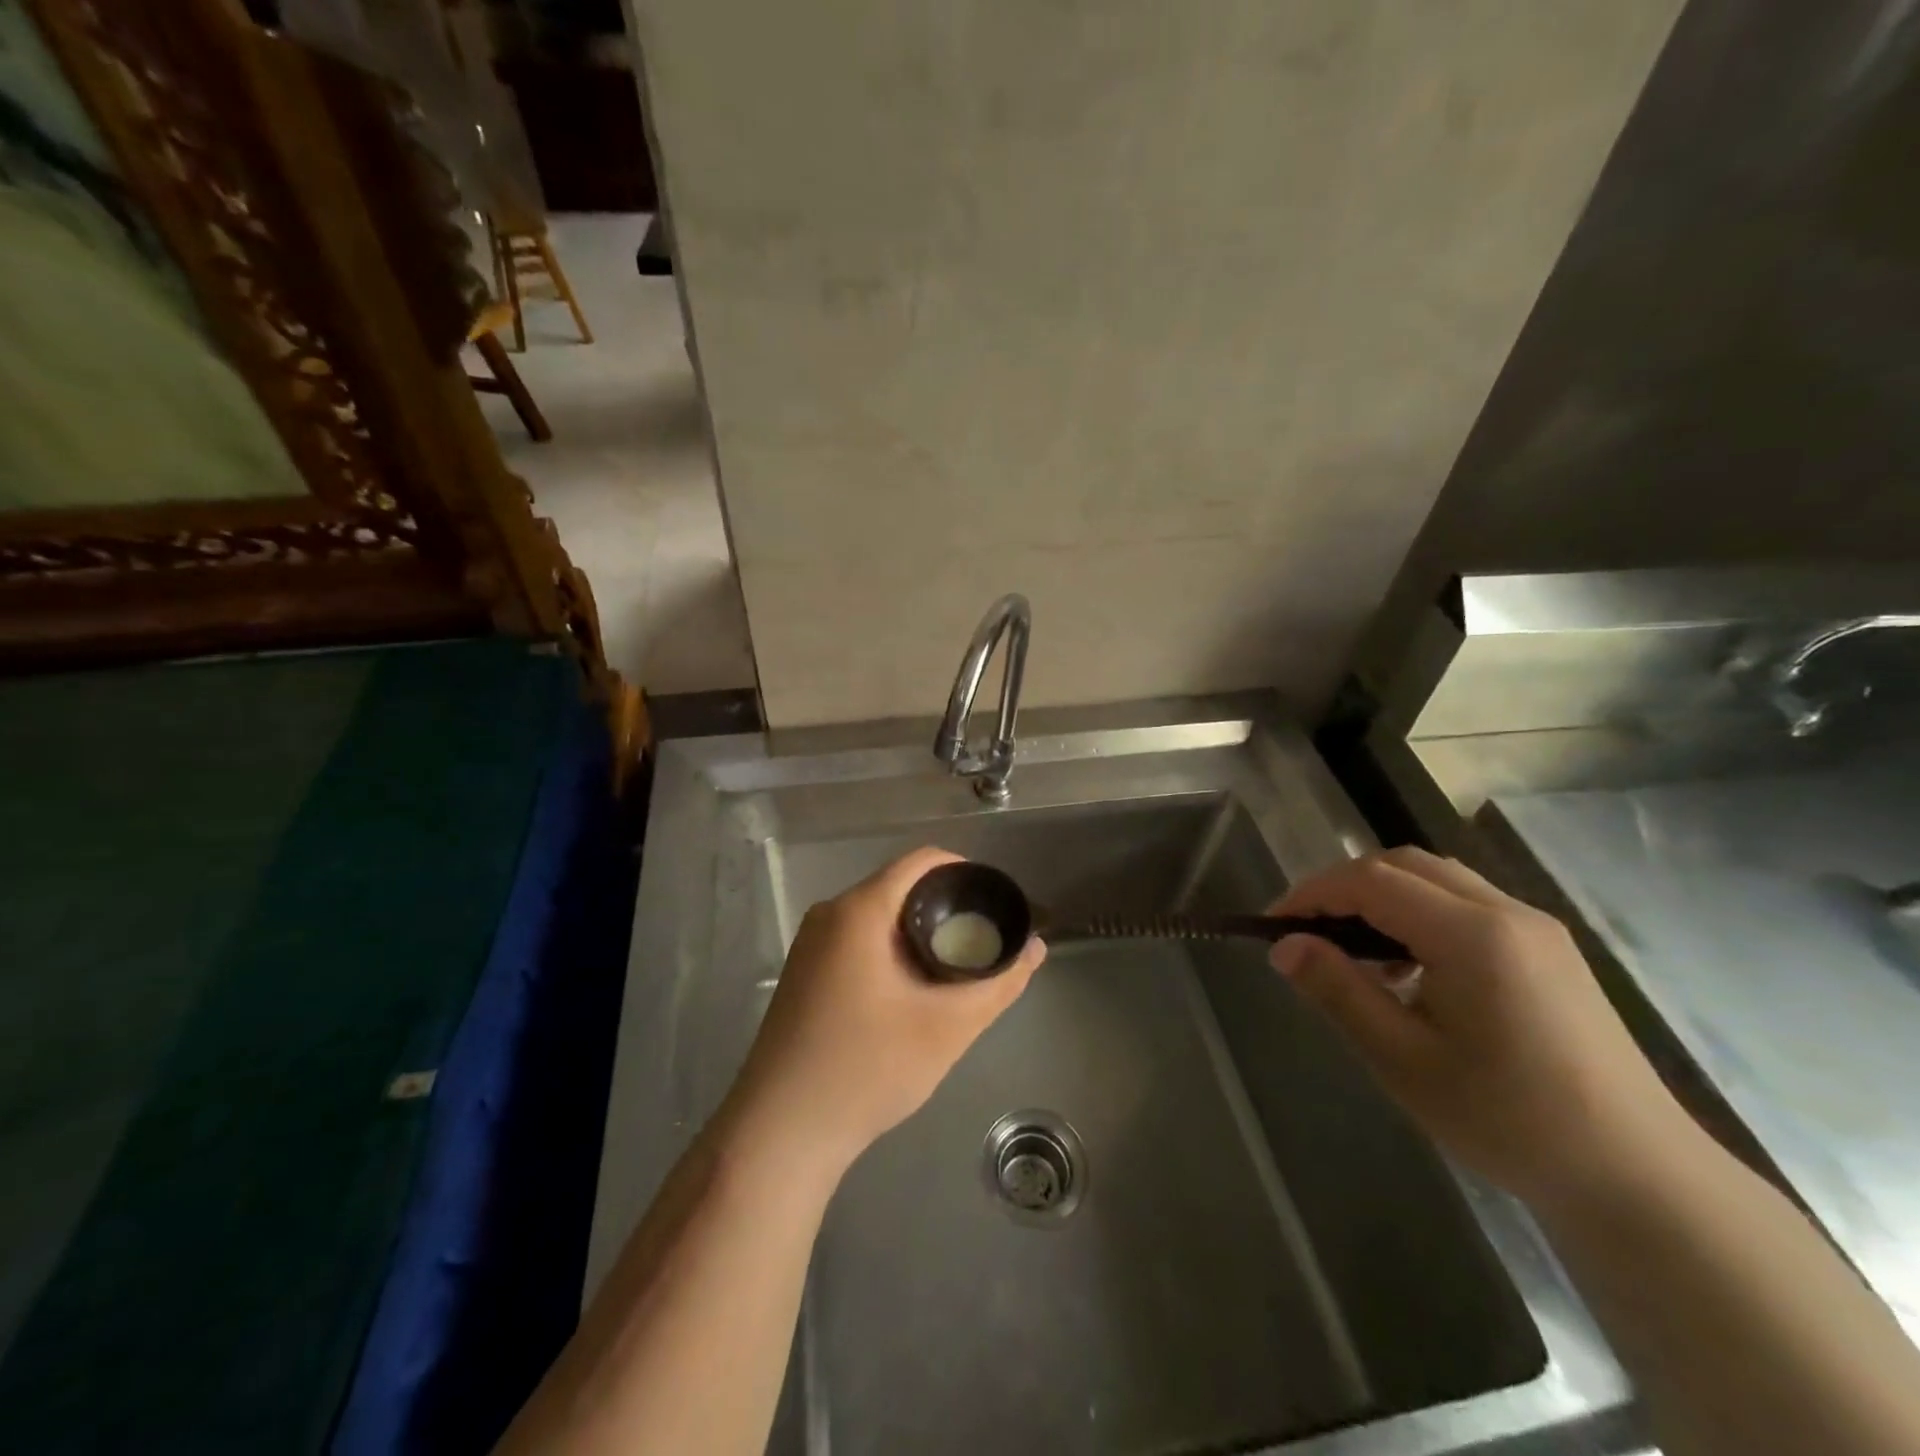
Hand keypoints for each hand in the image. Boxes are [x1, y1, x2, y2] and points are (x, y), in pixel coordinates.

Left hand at [722, 847, 1044, 1182]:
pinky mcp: (803, 971)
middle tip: (983, 941)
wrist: (781, 1132)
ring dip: (919, 931)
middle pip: (900, 886)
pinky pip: (858, 938)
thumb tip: (1036, 948)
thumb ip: (998, 983)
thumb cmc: (867, 1068)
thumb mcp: (947, 1027)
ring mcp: (810, 943)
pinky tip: (912, 989)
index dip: (966, 873)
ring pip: (879, 915)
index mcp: (859, 910)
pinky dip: (892, 948)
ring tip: (955, 966)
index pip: (922, 861)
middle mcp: (829, 913)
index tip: (996, 903)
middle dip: (946, 907)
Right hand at [1271, 847, 1698, 1210]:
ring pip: (1436, 878)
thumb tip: (1284, 945)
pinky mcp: (1549, 949)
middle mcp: (1506, 912)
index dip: (1312, 893)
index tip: (1273, 926)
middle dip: (1344, 886)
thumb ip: (1338, 991)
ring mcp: (1535, 928)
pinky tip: (1411, 969)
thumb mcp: (1404, 1060)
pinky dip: (1420, 913)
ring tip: (1354, 952)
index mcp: (1472, 934)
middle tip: (1307, 932)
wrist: (1638, 1179)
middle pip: (1403, 864)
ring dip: (1382, 897)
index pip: (1370, 880)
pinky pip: (1467, 903)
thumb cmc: (1508, 1120)